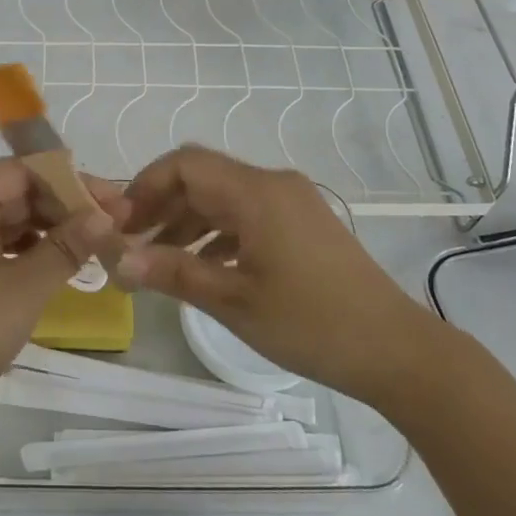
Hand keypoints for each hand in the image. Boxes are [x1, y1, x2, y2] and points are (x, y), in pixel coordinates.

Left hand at [0, 159, 121, 436]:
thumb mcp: (23, 288)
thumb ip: (67, 246)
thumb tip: (107, 215)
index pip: (23, 171)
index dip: (71, 180)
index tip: (114, 199)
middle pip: (20, 191)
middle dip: (67, 204)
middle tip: (116, 221)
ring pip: (15, 217)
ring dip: (55, 227)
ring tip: (99, 239)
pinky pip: (5, 241)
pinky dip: (36, 247)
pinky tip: (67, 258)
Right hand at [118, 145, 439, 406]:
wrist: (396, 350)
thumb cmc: (311, 323)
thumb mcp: (233, 301)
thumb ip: (173, 274)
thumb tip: (119, 262)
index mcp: (256, 193)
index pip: (184, 165)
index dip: (145, 186)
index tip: (120, 223)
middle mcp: (273, 184)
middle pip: (202, 177)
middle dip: (160, 205)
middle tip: (130, 242)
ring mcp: (291, 202)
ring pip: (222, 196)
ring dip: (186, 221)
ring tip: (156, 258)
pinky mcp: (302, 223)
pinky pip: (246, 214)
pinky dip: (216, 232)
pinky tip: (200, 265)